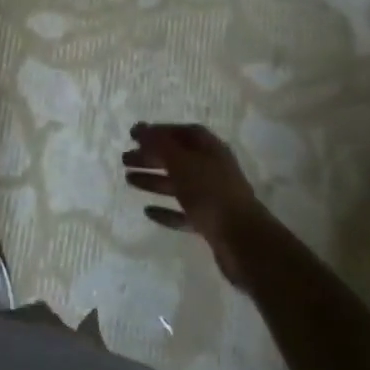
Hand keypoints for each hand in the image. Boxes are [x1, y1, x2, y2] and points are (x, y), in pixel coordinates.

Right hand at [121, 123, 264, 285]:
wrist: (243, 241)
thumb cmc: (210, 193)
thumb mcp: (181, 162)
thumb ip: (159, 144)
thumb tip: (140, 127)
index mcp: (210, 150)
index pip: (183, 132)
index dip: (159, 132)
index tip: (135, 135)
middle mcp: (213, 169)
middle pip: (178, 158)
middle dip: (151, 157)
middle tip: (125, 159)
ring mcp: (213, 197)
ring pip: (178, 184)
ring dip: (154, 181)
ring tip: (129, 181)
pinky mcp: (210, 222)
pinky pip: (183, 212)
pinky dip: (166, 211)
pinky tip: (148, 212)